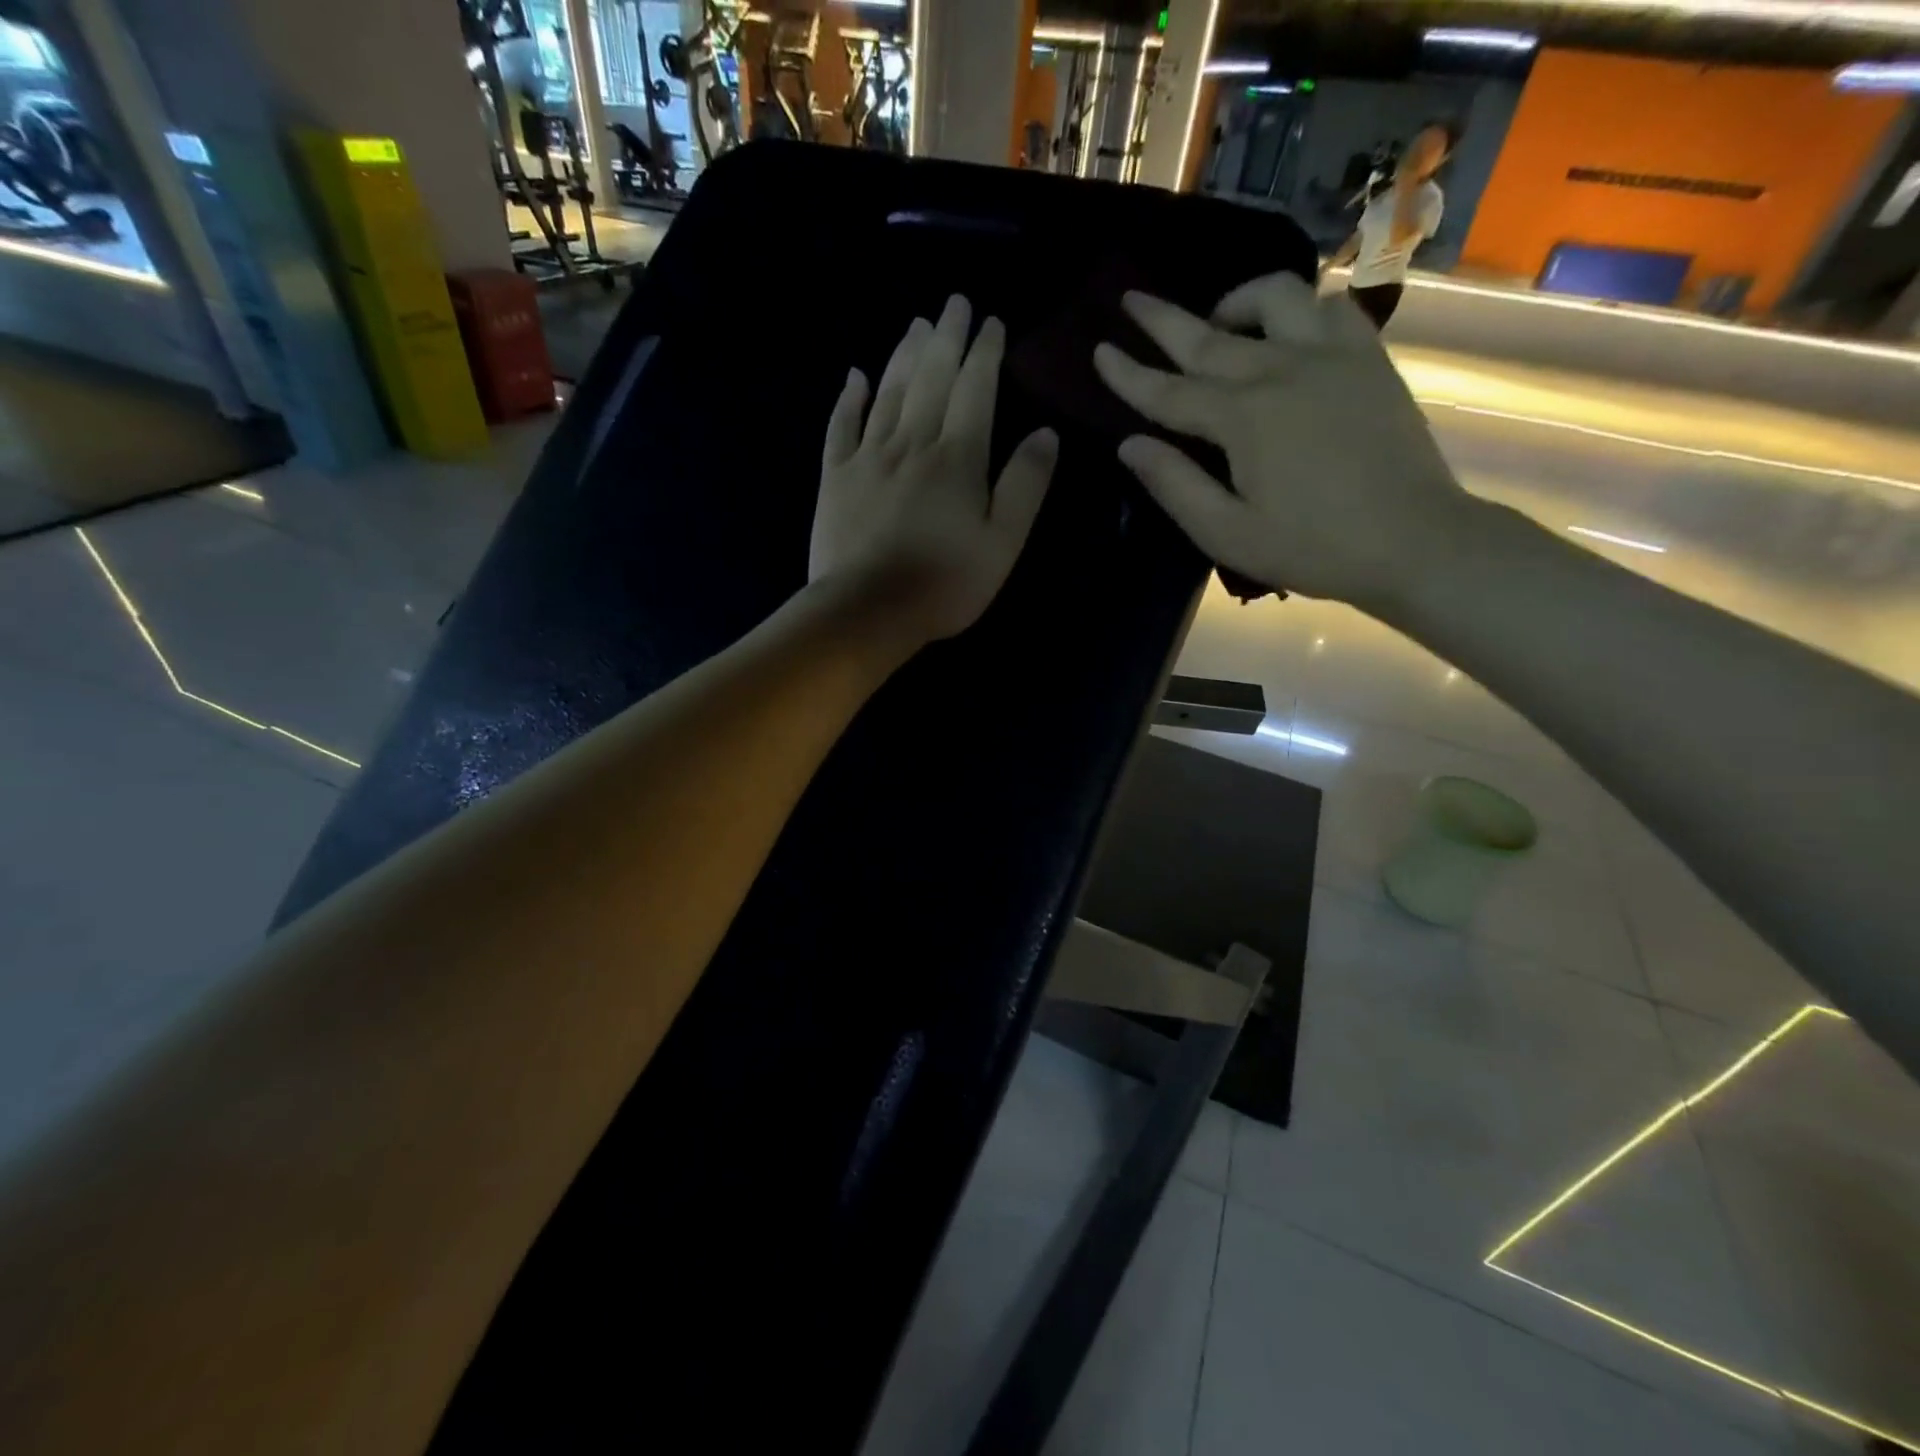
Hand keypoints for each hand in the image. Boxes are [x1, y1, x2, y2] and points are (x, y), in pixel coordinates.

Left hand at [811, 295, 1057, 645]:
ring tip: (915, 324)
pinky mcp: (836, 477)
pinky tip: (856, 376)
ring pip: (888, 392)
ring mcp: (868, 457)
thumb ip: (1025, 485)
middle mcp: (912, 443)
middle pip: (931, 378)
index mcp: (958, 457)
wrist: (868, 609)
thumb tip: (1046, 432)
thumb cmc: (945, 583)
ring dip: (903, 354)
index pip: (975, 390)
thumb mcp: (1003, 542)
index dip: (985, 353)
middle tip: (952, 303)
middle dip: (945, 337)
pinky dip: (849, 398)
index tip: (990, 321)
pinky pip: (841, 426)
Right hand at [1091, 273, 1471, 606]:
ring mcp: (1332, 357)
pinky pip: (1331, 307)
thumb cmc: (1311, 547)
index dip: (1129, 374)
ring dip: (1236, 303)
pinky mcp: (1369, 358)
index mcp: (1242, 419)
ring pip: (1276, 298)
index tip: (1100, 351)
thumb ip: (1175, 485)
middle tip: (1131, 299)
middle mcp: (1282, 371)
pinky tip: (1290, 331)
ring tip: (1219, 323)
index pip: (1169, 391)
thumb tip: (1130, 445)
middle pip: (1209, 337)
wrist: (1413, 540)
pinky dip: (1301, 308)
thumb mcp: (1227, 533)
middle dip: (1163, 320)